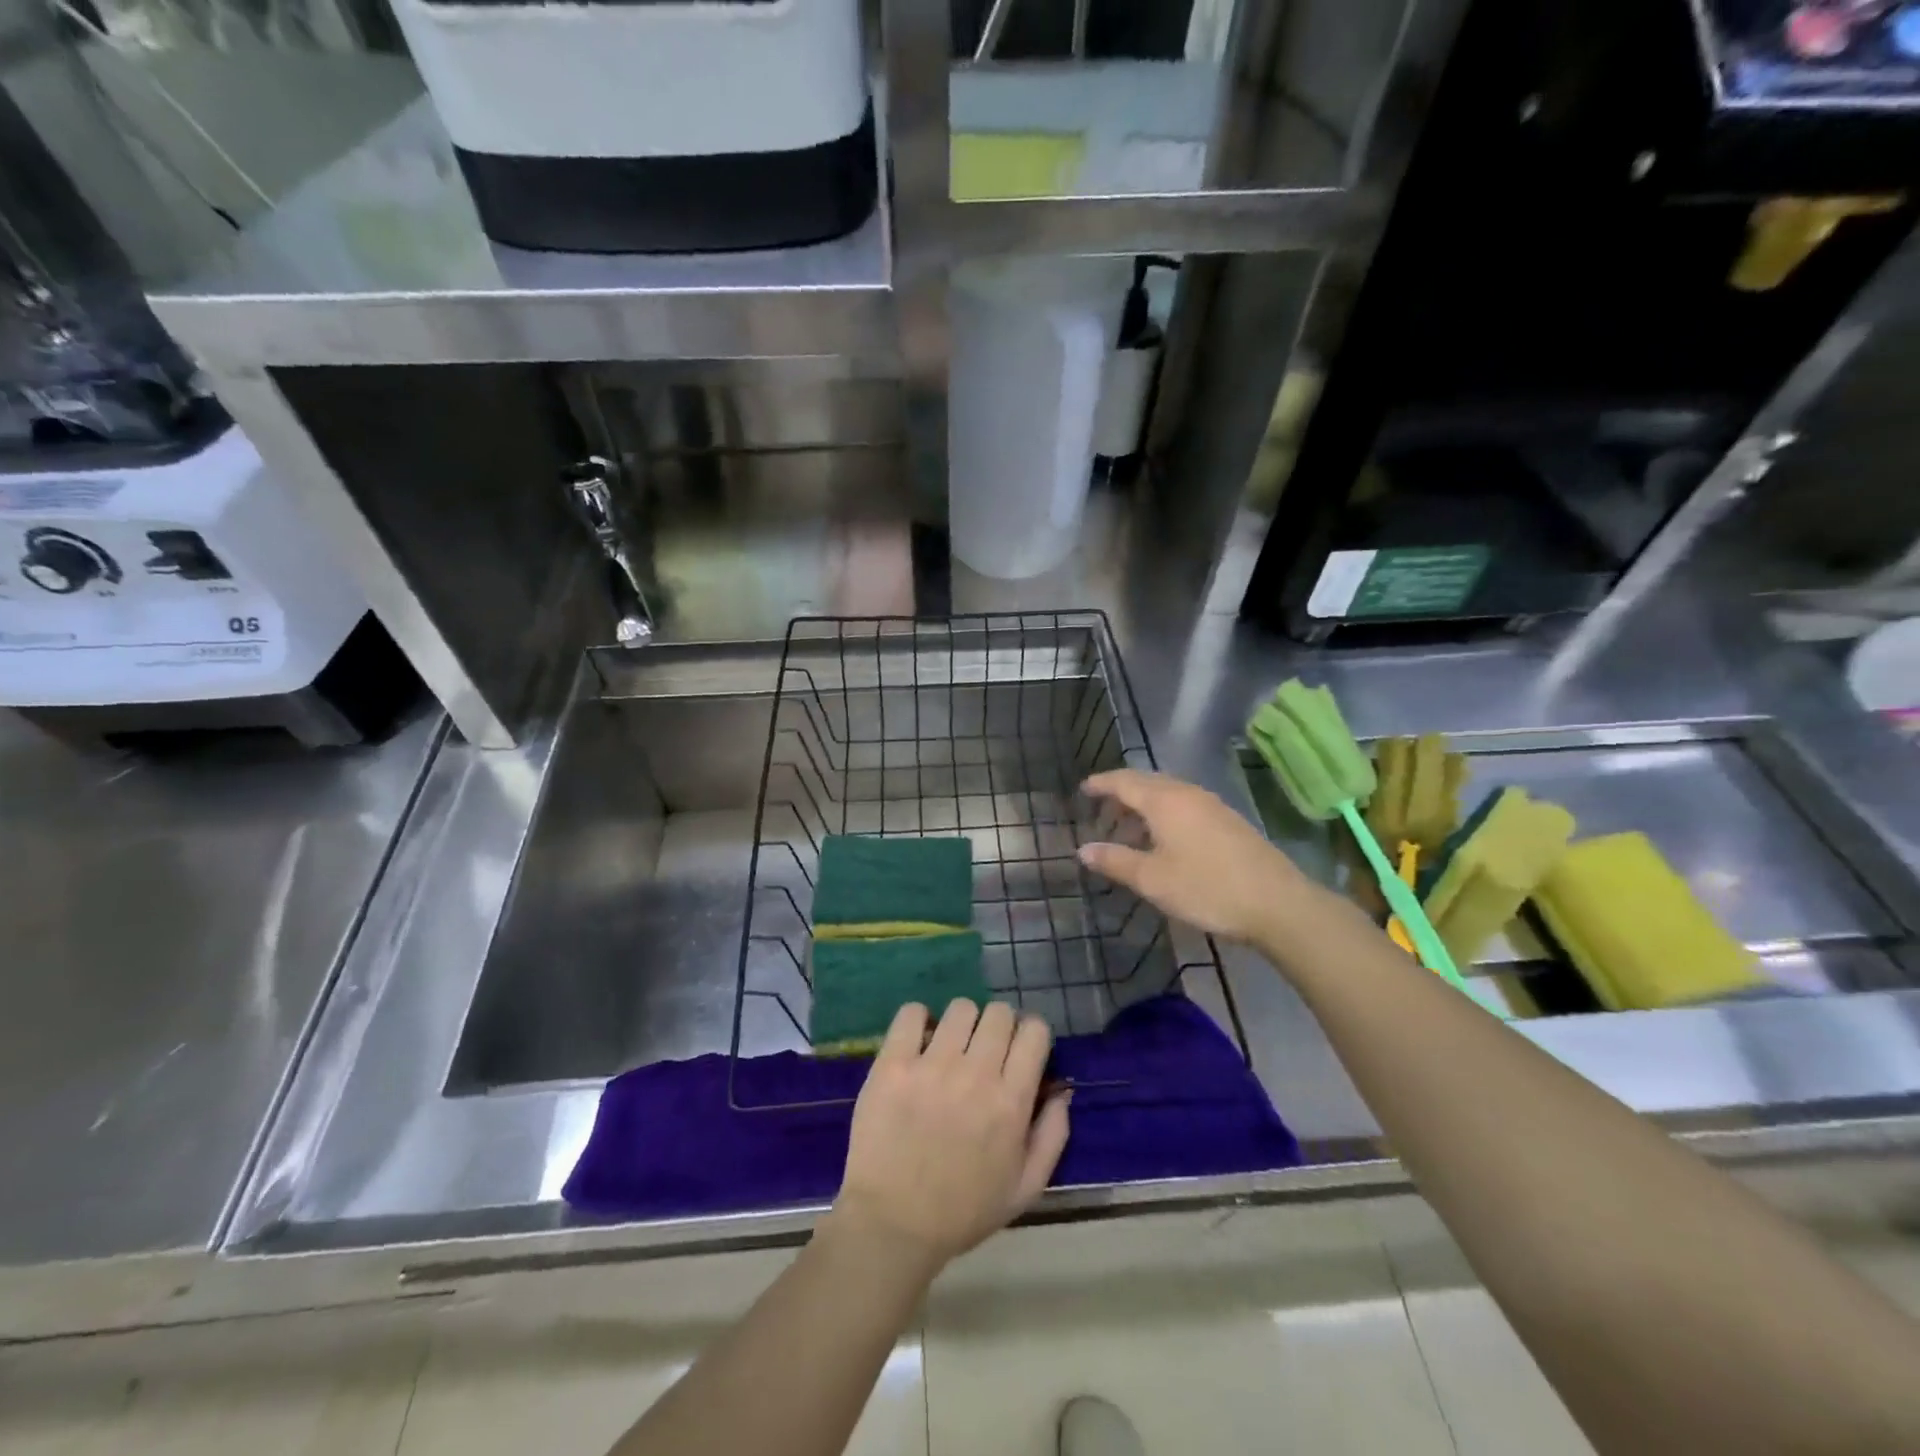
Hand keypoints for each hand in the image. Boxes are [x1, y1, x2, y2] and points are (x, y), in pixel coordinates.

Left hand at [832, 1000, 1070, 1270]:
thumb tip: (1063, 1091)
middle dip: (998, 1027)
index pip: (1034, 1031)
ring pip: (961, 1008)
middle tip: (984, 1051)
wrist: (892, 1225)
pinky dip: (918, 1020)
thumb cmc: (963, 1211)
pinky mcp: (893, 1064)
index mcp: (1011, 1102)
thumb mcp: (1025, 1188)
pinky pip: (912, 1013)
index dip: (1030, 1035)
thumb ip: (1052, 1136)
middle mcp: (976, 1075)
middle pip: (999, 1012)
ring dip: (961, 1024)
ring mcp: (932, 1066)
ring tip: (950, 1048)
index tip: (1019, 1051)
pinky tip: (918, 1043)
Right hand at [1078, 769, 1323, 946]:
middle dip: (1120, 792)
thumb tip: (1083, 849)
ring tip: (1128, 830)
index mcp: (1164, 801)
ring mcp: (1212, 805)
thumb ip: (1115, 861)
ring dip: (1143, 805)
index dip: (1101, 784)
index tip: (1083, 790)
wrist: (1278, 903)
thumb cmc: (1207, 888)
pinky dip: (1163, 813)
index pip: (1123, 782)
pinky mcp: (1228, 821)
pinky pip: (1184, 804)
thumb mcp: (1152, 879)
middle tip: (1101, 811)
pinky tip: (1163, 839)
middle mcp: (1187, 793)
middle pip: (1146, 782)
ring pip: (1167, 793)